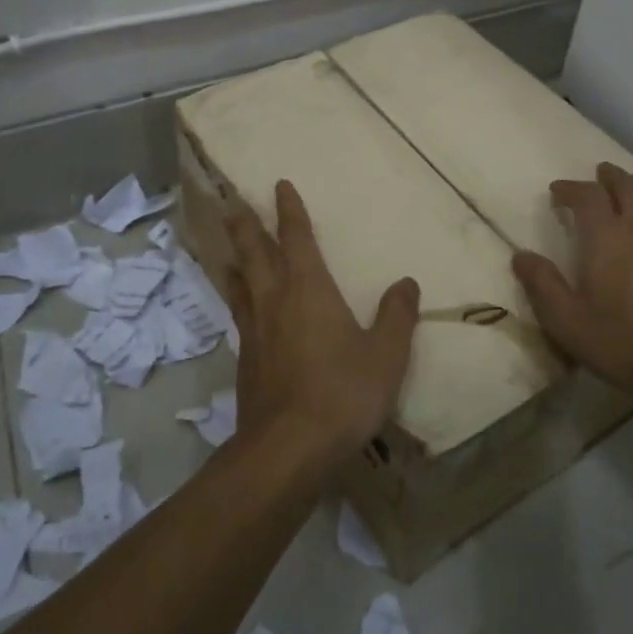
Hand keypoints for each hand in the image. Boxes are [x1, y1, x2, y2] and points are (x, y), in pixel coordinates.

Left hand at [223, 180, 420, 468]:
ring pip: (239, 282)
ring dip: (233, 259)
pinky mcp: (245, 359)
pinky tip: (241, 308)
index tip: (281, 185)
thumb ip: (397, 316)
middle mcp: (275, 299)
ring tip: (226, 249)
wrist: (287, 448)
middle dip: (246, 224)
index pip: (297, 237)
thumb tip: (406, 282)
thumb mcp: (386, 355)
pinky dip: (237, 298)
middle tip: (232, 202)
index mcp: (308, 289)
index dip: (289, 210)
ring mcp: (254, 330)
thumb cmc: (342, 393)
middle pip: (254, 252)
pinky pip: (238, 314)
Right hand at [512, 162, 632, 400]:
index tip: (557, 191)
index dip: (571, 188)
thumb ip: (542, 284)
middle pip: (629, 188)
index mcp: (606, 236)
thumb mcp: (566, 320)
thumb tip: (521, 255)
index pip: (587, 195)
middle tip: (601, 173)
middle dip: (612, 177)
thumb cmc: (623, 341)